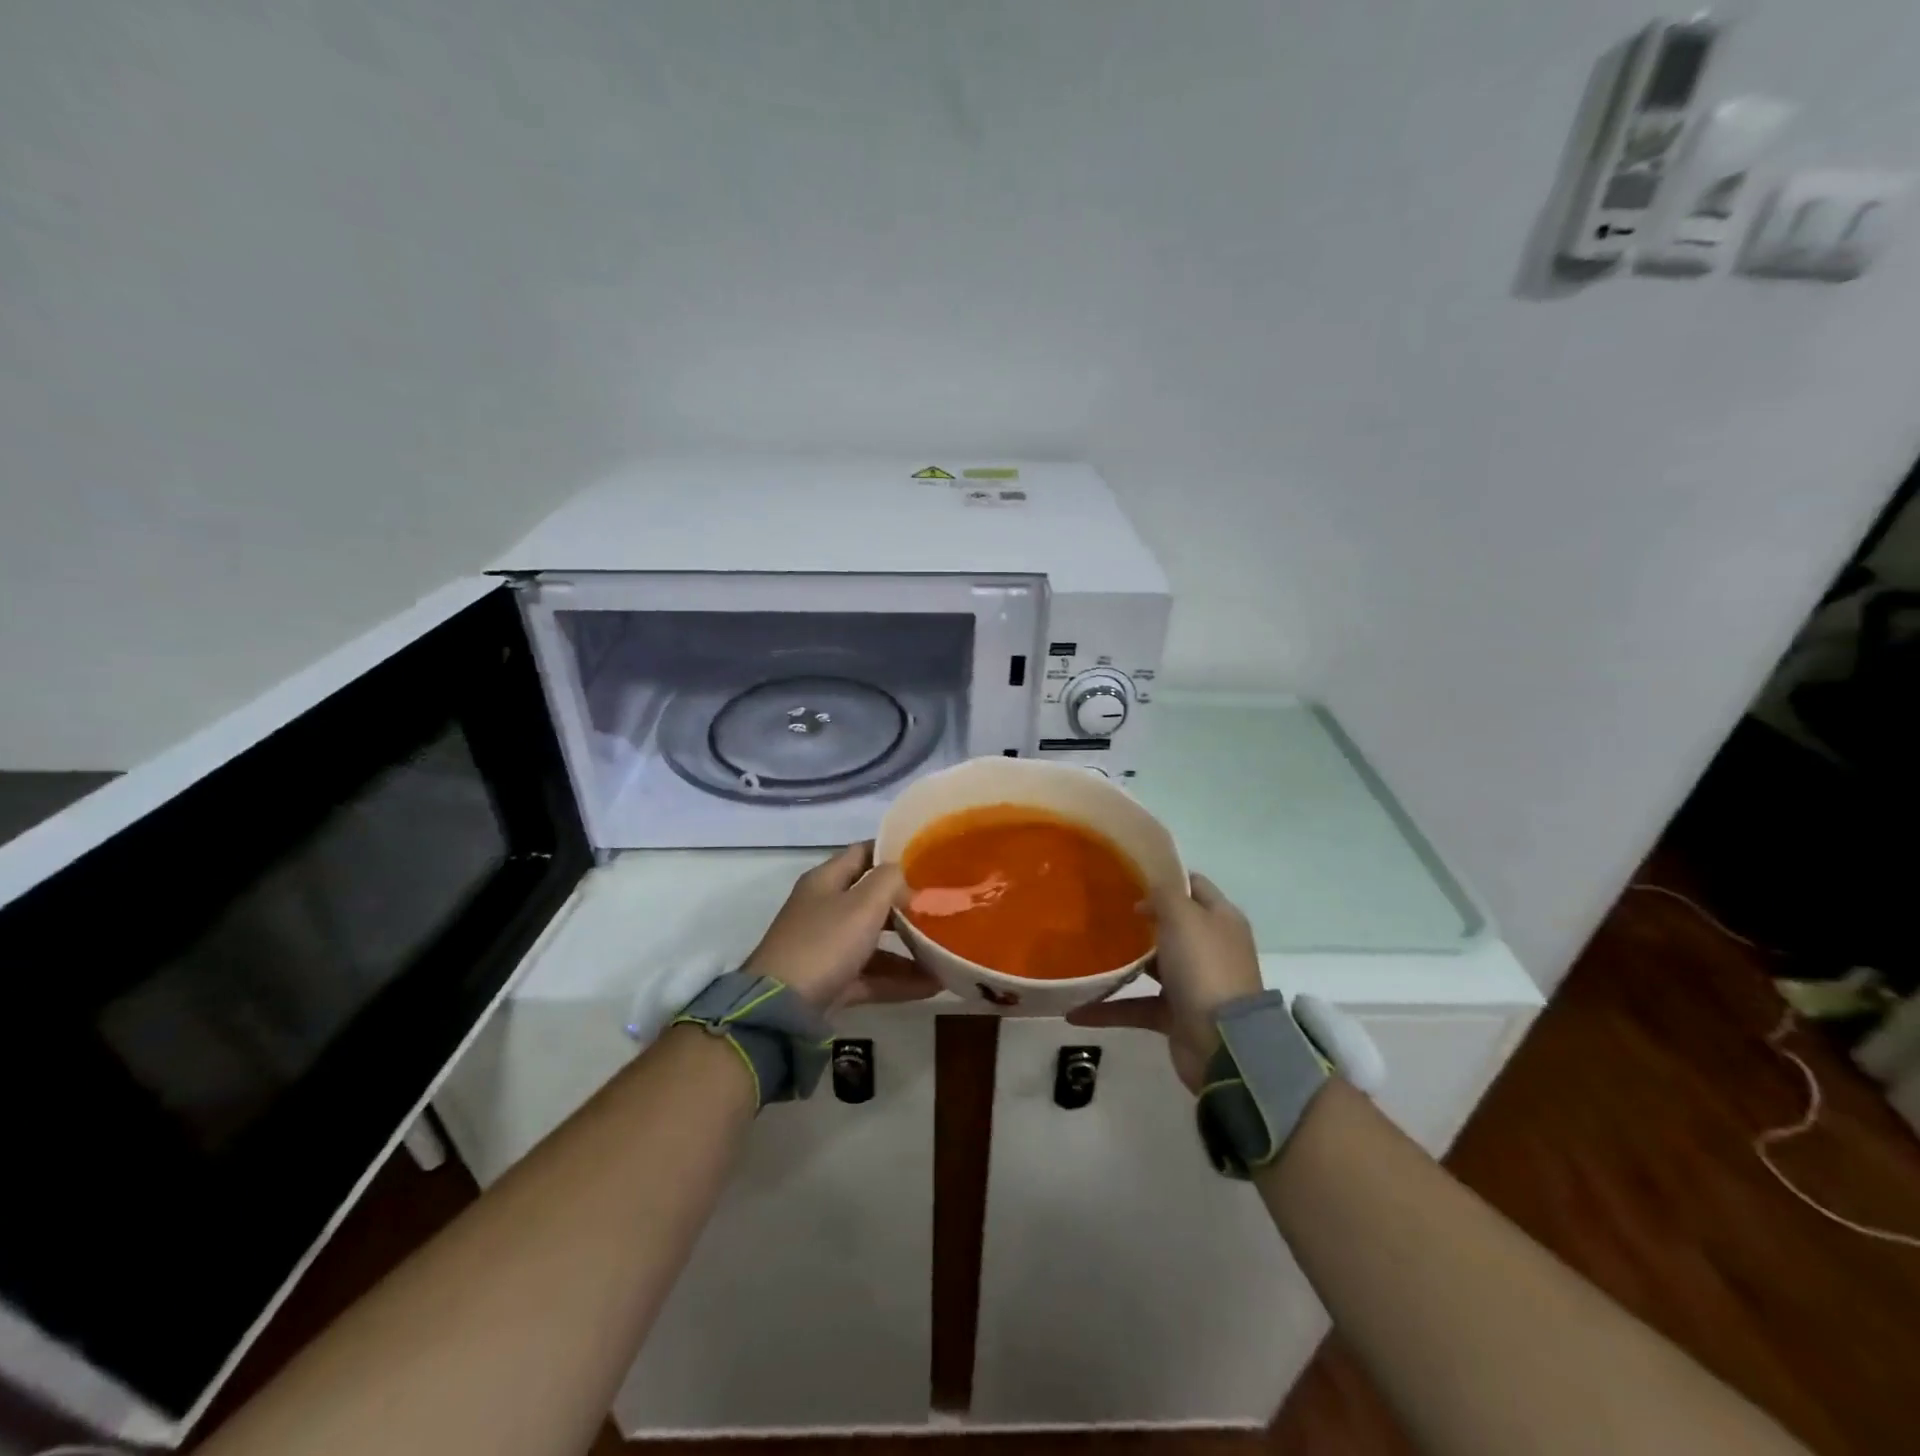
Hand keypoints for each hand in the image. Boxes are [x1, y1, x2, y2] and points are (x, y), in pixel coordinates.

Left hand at [742, 843, 938, 1013]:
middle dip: (906, 904)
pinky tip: (932, 986)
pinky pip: (870, 975)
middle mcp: (824, 909)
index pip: (861, 853)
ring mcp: (826, 947)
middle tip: (941, 906)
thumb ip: (890, 881)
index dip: (892, 851)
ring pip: (873, 940)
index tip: (927, 857)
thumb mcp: (862, 904)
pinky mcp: (830, 982)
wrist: (781, 1008)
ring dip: (908, 947)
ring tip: (944, 952)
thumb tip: (906, 876)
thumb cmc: (824, 942)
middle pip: (870, 899)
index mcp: (825, 881)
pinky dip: (897, 979)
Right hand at [1069, 872, 1262, 1090]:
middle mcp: (1209, 948)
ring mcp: (1193, 984)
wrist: (1222, 1042)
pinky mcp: (1176, 1016)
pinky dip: (1110, 1008)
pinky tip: (1076, 1010)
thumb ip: (1164, 894)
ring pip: (1153, 966)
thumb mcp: (1183, 916)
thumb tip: (1147, 898)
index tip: (1128, 874)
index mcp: (1220, 919)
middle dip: (1140, 919)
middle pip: (1172, 926)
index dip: (1166, 877)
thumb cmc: (1203, 967)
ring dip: (1122, 963)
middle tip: (1101, 910)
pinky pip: (1138, 1006)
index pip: (1194, 886)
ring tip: (1085, 953)